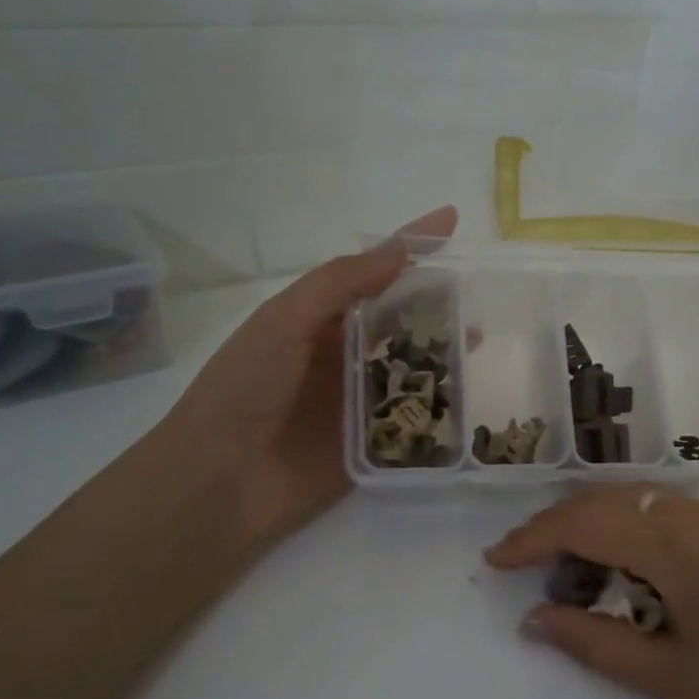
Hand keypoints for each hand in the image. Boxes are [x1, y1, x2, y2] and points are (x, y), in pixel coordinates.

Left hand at [151, 206, 457, 551]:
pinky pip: (412, 417)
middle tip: (478, 289)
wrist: (220, 479)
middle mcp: (342, 353)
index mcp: (318, 319)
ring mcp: (358, 399)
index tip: (451, 219)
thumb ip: (341, 283)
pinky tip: (467, 394)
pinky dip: (439, 404)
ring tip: (478, 338)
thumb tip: (401, 248)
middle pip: (399, 318)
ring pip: (411, 365)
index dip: (411, 245)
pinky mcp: (372, 443)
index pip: (373, 271)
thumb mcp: (284, 320)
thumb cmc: (245, 387)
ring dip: (442, 350)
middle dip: (435, 301)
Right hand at [485, 486, 698, 698]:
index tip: (494, 562)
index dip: (531, 539)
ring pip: (637, 504)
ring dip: (594, 528)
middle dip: (556, 529)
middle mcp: (694, 512)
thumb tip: (535, 619)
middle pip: (605, 502)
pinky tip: (624, 571)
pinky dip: (629, 533)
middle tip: (522, 568)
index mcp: (672, 540)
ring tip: (567, 574)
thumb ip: (595, 642)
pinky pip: (666, 516)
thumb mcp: (670, 678)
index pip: (581, 522)